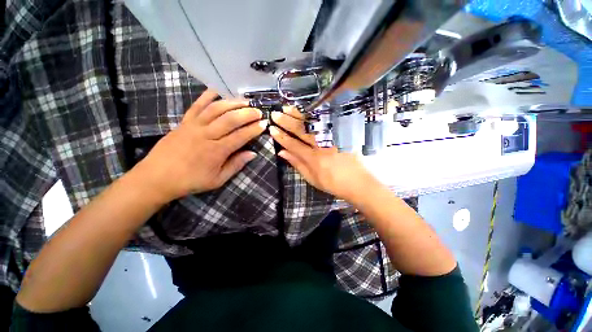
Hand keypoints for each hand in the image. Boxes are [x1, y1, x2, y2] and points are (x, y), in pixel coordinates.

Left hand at [136, 89, 266, 201]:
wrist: (157, 177)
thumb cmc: (191, 180)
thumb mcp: (218, 180)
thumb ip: (236, 165)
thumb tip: (253, 154)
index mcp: (217, 151)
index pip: (241, 136)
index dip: (254, 129)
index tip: (264, 124)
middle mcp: (207, 135)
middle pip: (230, 119)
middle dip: (247, 114)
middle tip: (258, 111)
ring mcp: (194, 126)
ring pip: (216, 109)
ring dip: (232, 103)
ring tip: (245, 101)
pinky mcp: (184, 121)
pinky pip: (197, 105)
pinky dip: (207, 96)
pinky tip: (217, 90)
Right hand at [270, 107, 379, 200]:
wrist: (359, 182)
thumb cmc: (333, 183)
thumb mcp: (312, 178)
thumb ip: (297, 164)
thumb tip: (282, 153)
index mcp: (313, 159)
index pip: (293, 144)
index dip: (281, 137)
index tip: (272, 129)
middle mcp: (322, 146)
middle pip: (301, 131)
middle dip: (286, 122)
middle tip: (275, 114)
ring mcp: (333, 138)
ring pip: (313, 123)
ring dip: (298, 115)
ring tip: (287, 108)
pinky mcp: (342, 134)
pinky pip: (327, 121)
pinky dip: (315, 114)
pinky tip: (307, 110)